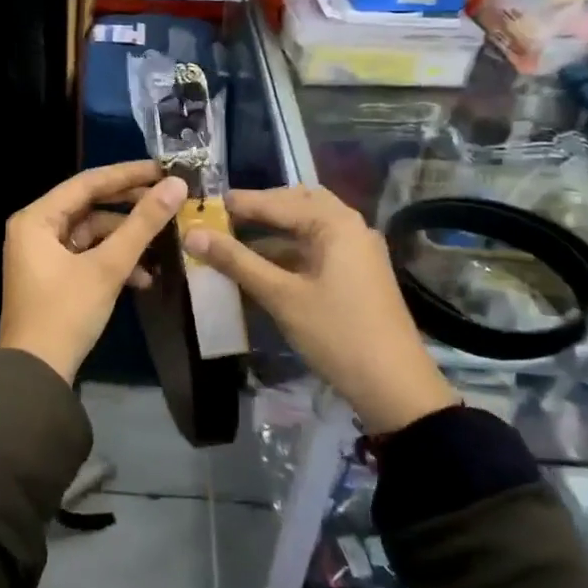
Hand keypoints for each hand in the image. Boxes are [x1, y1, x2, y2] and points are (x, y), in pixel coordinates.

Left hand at [0, 162, 189, 383]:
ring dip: (125, 242)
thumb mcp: (107, 267)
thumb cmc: (66, 313)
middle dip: (130, 209)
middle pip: (90, 206)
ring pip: (92, 234)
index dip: (127, 174)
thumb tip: (176, 186)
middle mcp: (34, 229)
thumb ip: (142, 224)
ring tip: (162, 247)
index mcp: (36, 219)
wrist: (36, 374)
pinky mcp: (53, 276)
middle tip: (169, 201)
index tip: (163, 169)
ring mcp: (42, 254)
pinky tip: (143, 278)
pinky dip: (113, 262)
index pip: (87, 183)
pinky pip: (86, 256)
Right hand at [183, 185, 455, 433]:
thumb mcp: (281, 296)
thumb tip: (193, 235)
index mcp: (335, 223)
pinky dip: (288, 251)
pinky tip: (261, 267)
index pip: (278, 202)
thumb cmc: (336, 333)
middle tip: (224, 217)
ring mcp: (357, 250)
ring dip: (273, 232)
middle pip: (298, 203)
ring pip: (308, 227)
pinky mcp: (357, 273)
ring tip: (234, 241)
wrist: (394, 386)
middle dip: (261, 209)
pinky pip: (316, 249)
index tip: (203, 203)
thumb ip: (237, 262)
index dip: (239, 203)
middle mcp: (350, 226)